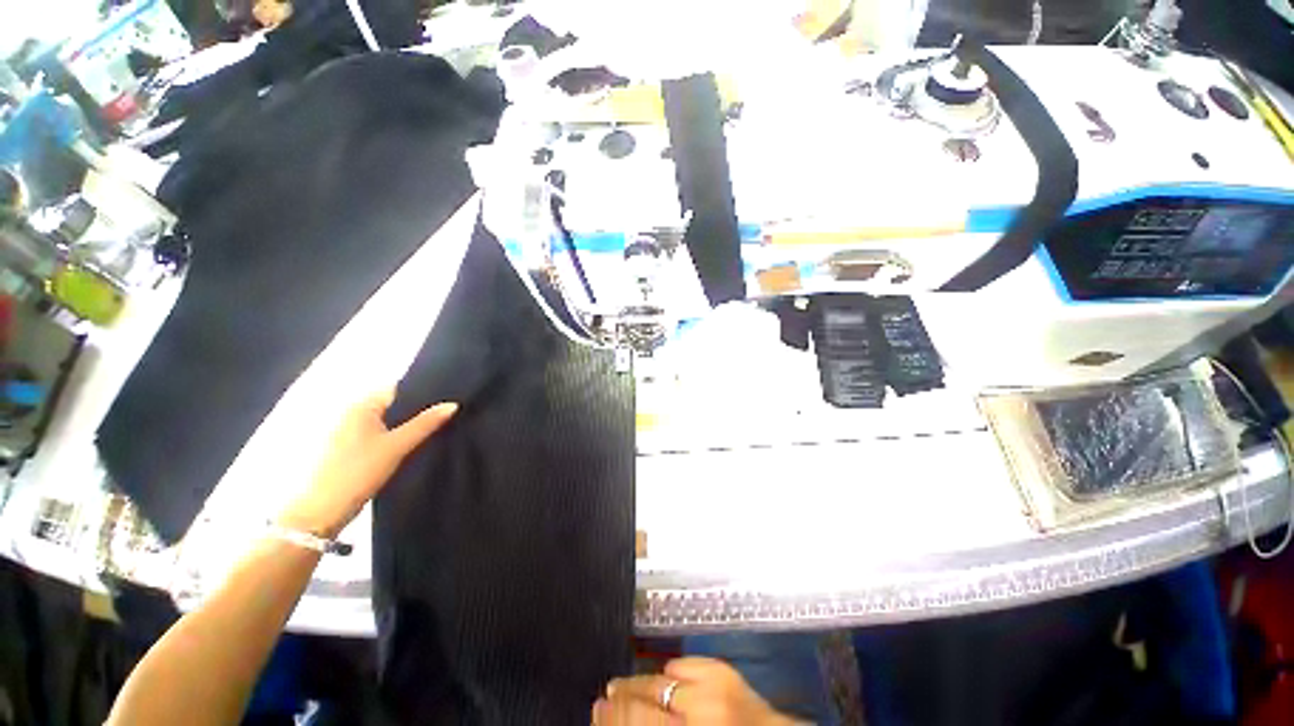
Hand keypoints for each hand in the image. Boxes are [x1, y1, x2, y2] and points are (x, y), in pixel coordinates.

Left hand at [278, 390, 456, 536]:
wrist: (320, 512)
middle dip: (416, 408)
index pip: (397, 388)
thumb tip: (453, 404)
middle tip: (446, 414)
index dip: (422, 391)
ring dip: (406, 424)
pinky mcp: (348, 449)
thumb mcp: (398, 446)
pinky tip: (411, 444)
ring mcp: (347, 432)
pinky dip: (395, 436)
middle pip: (392, 404)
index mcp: (361, 405)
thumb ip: (426, 423)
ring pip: (386, 420)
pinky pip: (379, 434)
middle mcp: (351, 413)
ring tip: (435, 427)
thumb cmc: (358, 471)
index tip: (447, 397)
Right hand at [593, 657, 797, 725]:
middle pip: (647, 694)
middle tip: (606, 694)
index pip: (637, 719)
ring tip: (625, 683)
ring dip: (642, 680)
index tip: (597, 708)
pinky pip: (686, 662)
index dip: (613, 715)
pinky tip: (664, 675)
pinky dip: (673, 669)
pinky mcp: (724, 668)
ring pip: (662, 674)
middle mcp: (698, 709)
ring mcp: (712, 685)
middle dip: (622, 694)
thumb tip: (617, 717)